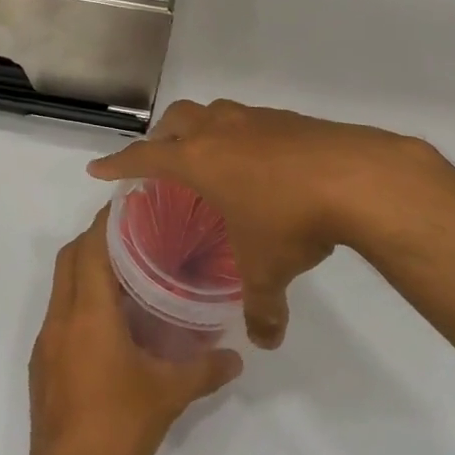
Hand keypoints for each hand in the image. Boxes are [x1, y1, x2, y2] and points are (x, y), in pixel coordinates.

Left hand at [28, 210, 241, 454]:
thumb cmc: (118, 423)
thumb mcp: (168, 394)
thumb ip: (204, 370)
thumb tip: (235, 358)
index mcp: (89, 312)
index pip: (91, 248)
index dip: (106, 222)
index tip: (127, 205)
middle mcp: (62, 316)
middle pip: (70, 257)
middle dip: (94, 239)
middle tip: (131, 236)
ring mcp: (46, 338)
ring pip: (61, 284)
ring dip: (85, 270)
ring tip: (124, 274)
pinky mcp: (41, 360)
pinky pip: (59, 313)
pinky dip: (78, 301)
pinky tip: (107, 323)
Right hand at [89, 99, 454, 348]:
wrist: (356, 176)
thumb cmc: (290, 218)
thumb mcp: (268, 269)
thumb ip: (262, 308)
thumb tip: (265, 341)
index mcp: (198, 159)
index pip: (144, 157)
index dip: (118, 163)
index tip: (98, 168)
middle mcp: (220, 130)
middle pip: (177, 118)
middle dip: (162, 137)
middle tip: (162, 161)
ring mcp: (255, 119)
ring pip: (214, 113)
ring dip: (203, 129)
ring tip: (212, 159)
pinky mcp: (288, 119)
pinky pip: (250, 121)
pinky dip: (242, 136)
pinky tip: (262, 164)